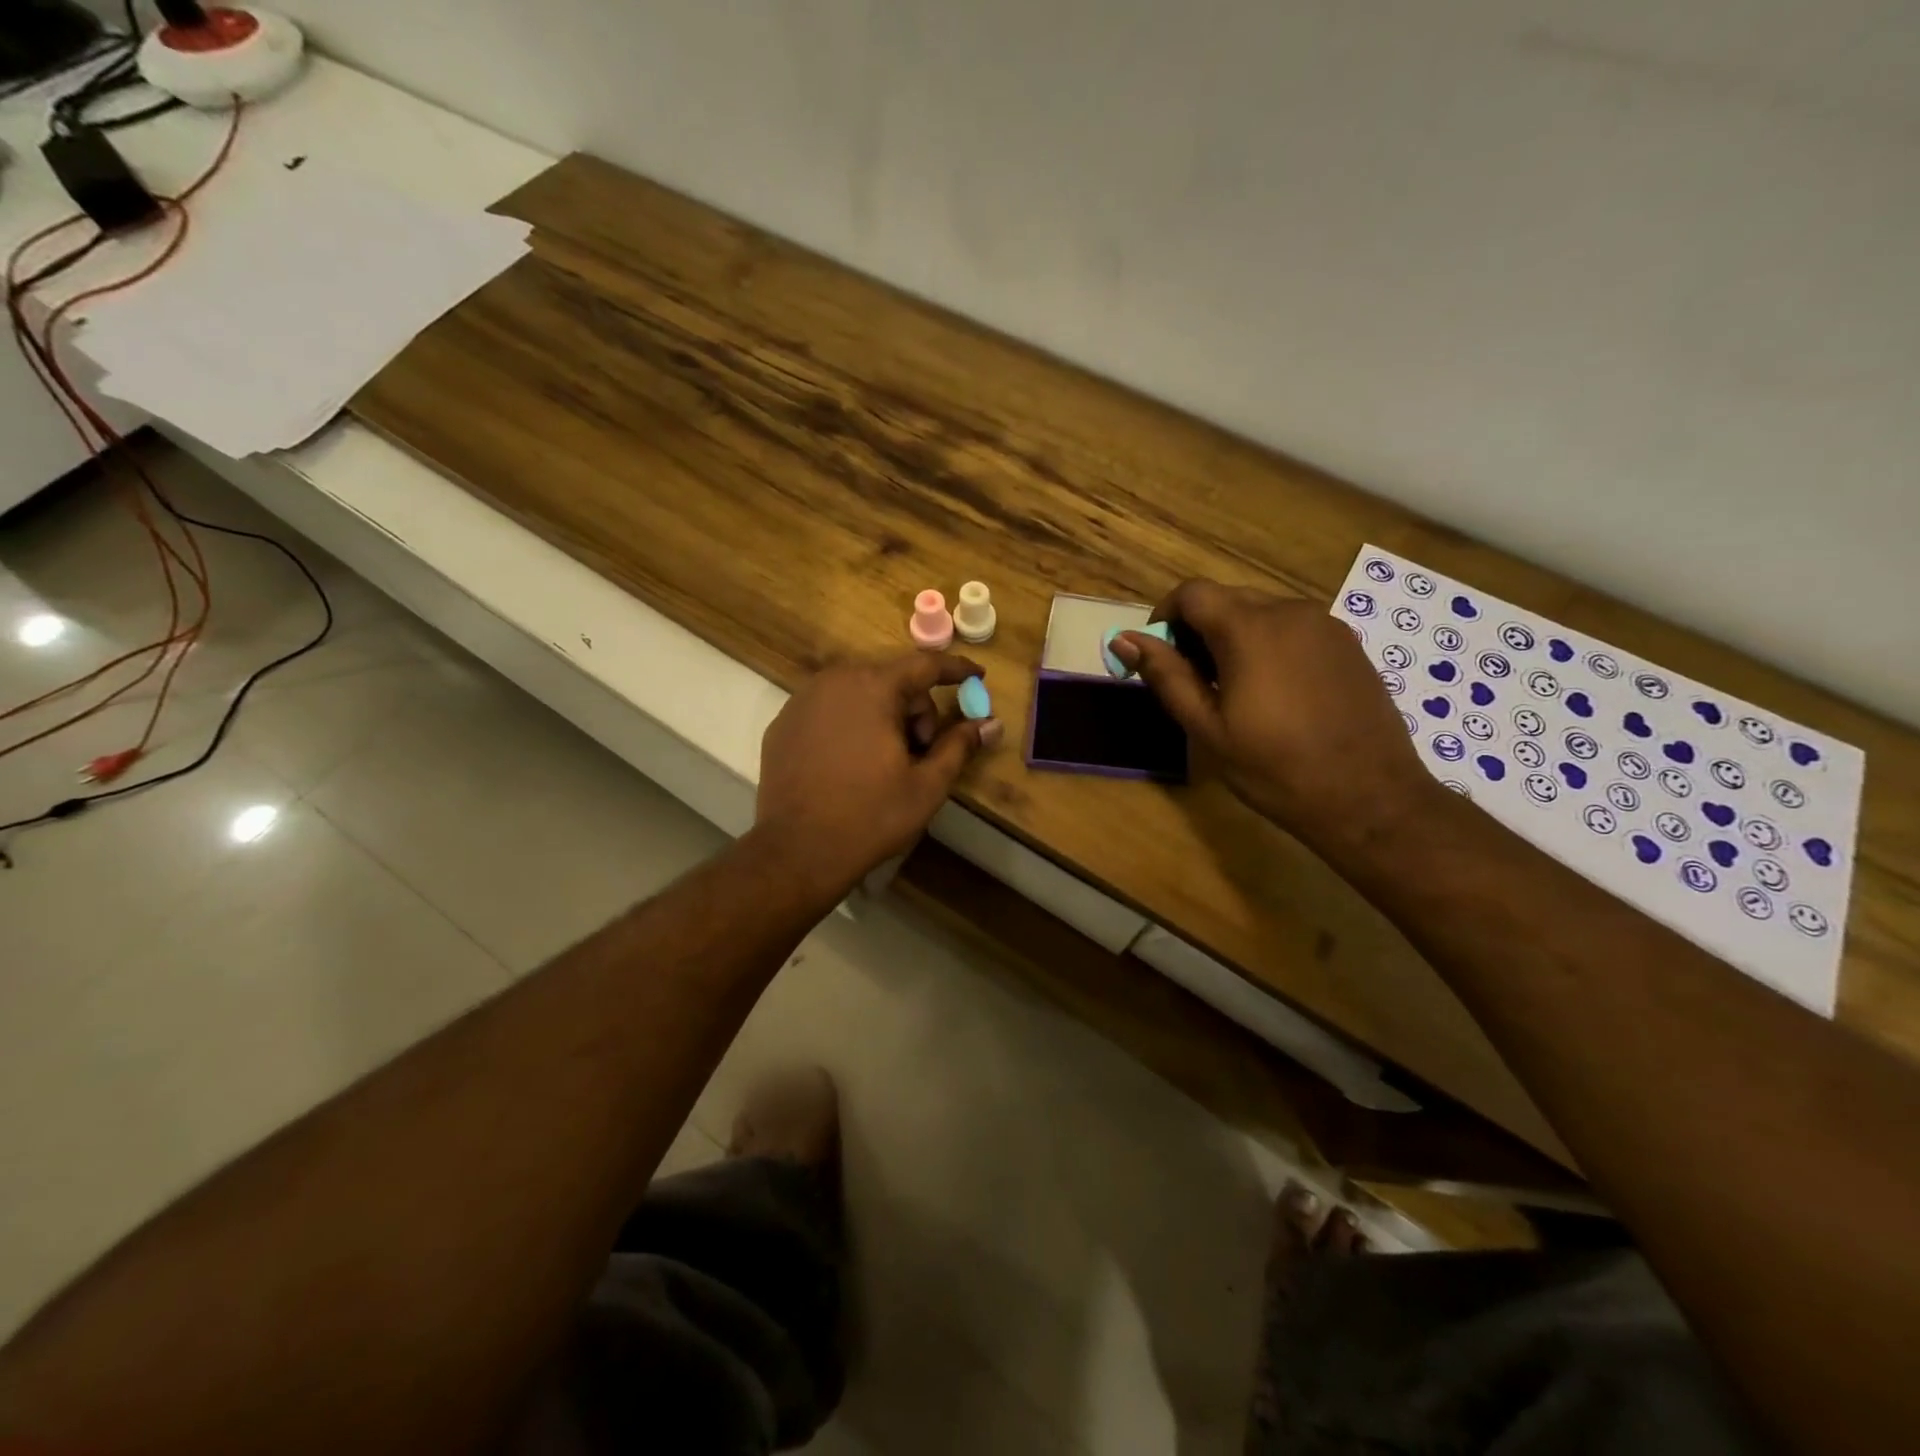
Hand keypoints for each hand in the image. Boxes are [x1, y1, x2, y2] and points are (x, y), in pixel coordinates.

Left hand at [755, 652, 1003, 898]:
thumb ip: (959, 746)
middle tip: (920, 752)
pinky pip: (829, 710)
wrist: (797, 852)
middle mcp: (834, 681)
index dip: (956, 669)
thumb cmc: (870, 816)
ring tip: (885, 762)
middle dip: (915, 709)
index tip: (978, 676)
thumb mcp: (927, 785)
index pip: (925, 665)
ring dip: (883, 716)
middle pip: (891, 680)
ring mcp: (801, 701)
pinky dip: (850, 725)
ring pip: (859, 693)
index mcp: (873, 688)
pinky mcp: (782, 724)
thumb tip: (992, 724)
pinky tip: (851, 764)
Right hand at [1113, 580, 1439, 849]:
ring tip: (1234, 690)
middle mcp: (1289, 611)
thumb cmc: (1276, 768)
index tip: (1159, 655)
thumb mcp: (1208, 728)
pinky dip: (1269, 644)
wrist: (1370, 797)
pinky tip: (1275, 692)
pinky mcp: (1347, 642)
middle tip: (1193, 681)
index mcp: (1249, 629)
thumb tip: (1124, 639)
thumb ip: (1166, 676)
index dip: (1164, 616)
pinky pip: (1293, 627)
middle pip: (1226, 599)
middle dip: (1199, 629)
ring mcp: (1325, 624)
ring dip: (1234, 637)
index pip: (1192, 593)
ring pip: (1261, 612)